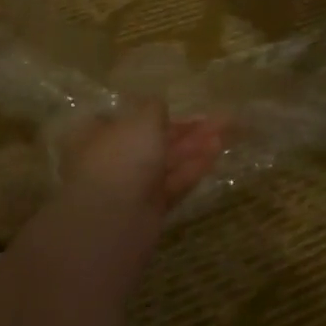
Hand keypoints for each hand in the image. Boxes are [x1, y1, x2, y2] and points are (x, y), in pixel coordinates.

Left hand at [57, 99, 225, 211]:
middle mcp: (114, 158)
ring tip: (226, 127)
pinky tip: (217, 149)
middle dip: (186, 128)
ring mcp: (132, 185)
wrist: (114, 220)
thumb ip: (154, 108)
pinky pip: (175, 181)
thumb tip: (157, 105)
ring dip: (196, 144)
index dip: (155, 111)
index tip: (179, 106)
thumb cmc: (122, 158)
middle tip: (218, 116)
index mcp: (98, 134)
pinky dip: (194, 166)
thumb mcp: (141, 120)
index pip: (128, 118)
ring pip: (168, 160)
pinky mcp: (151, 208)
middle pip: (154, 139)